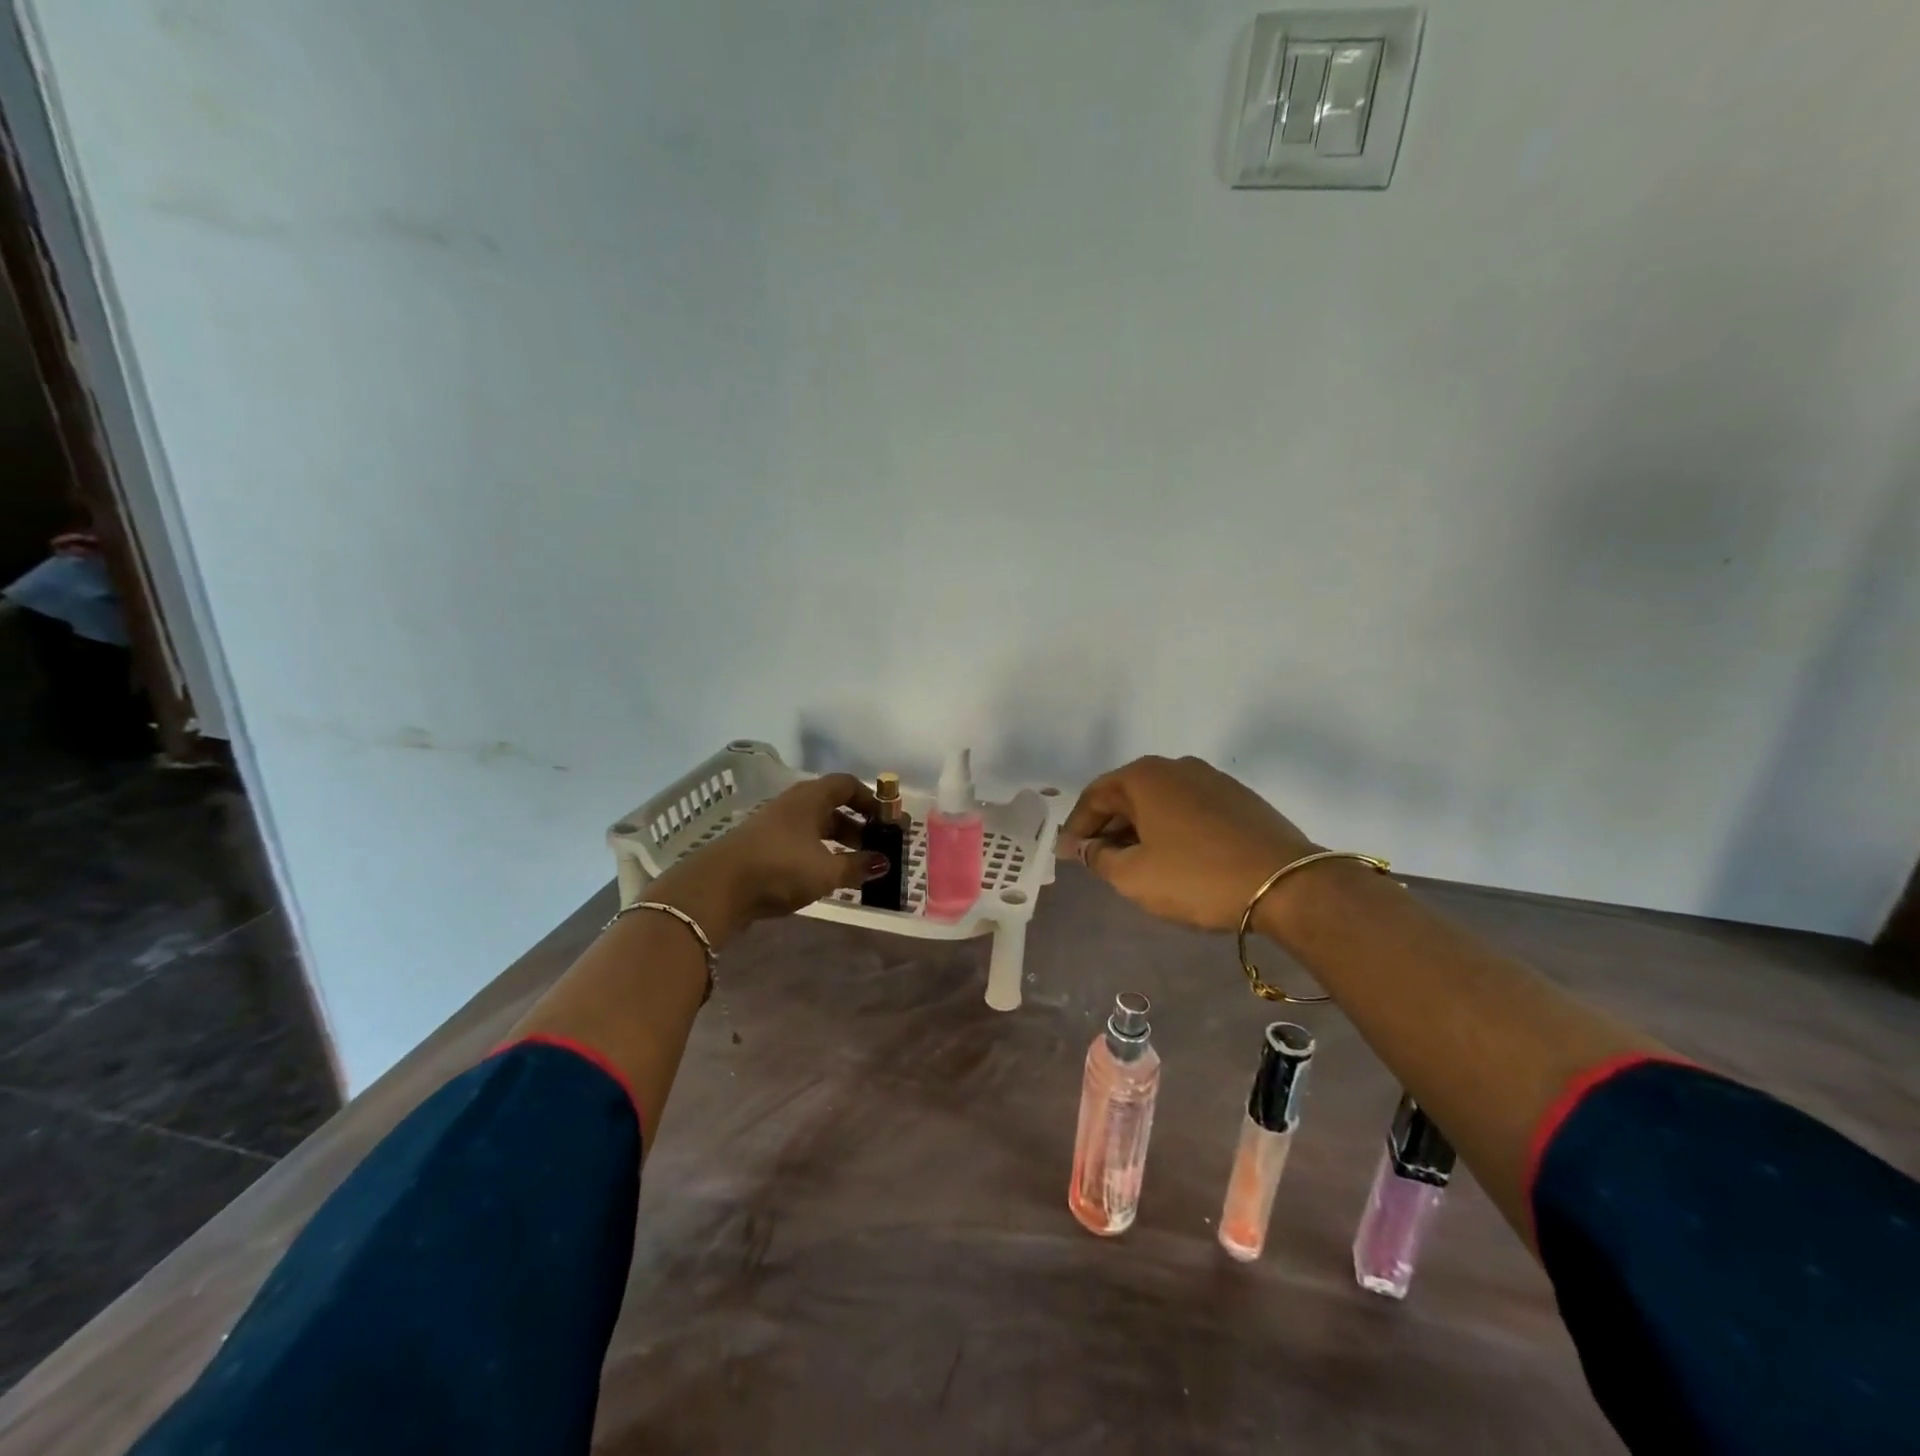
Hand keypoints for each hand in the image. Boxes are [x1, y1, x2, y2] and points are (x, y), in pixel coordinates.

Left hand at [647, 774, 888, 942]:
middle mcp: (792, 805)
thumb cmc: (779, 869)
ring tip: (853, 867)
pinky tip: (823, 876)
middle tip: (874, 848)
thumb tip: (884, 862)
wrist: (716, 889)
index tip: (885, 821)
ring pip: (814, 826)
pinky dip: (817, 854)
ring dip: (836, 842)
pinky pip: (798, 843)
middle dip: (856, 825)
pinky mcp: (761, 848)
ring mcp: (774, 825)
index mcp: (810, 798)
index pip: (847, 785)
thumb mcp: (826, 871)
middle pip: (831, 806)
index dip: (870, 799)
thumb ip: (857, 866)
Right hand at [1061, 756, 1316, 932]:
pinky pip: (1189, 809)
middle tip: (1095, 860)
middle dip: (1107, 827)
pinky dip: (1171, 829)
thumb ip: (1099, 858)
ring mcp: (1212, 779)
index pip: (1095, 796)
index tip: (1068, 855)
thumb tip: (1084, 847)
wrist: (1287, 884)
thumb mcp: (1134, 876)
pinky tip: (1173, 857)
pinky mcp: (1239, 798)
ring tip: (1133, 862)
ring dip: (1139, 829)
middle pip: (1128, 795)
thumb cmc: (1197, 877)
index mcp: (1145, 776)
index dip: (1077, 827)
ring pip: (1160, 802)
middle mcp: (1177, 766)